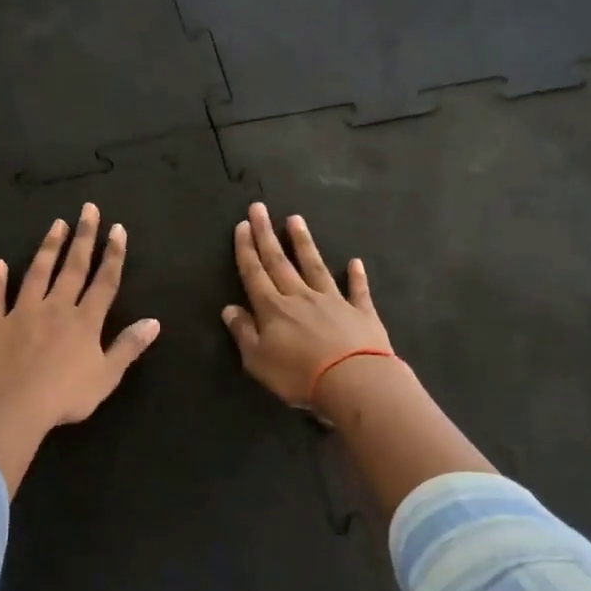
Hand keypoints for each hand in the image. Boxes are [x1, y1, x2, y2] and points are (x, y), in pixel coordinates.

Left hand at [0, 203, 160, 495]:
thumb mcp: (107, 376)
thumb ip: (128, 347)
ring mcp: (23, 312)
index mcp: (85, 321)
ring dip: (48, 248)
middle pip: (73, 267)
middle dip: (83, 237)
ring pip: (38, 273)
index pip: (104, 281)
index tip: (117, 228)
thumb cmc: (66, 395)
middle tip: (88, 209)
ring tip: (56, 224)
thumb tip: (154, 322)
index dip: (113, 254)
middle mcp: (56, 307)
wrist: (14, 405)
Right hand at [222, 202, 392, 409]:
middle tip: (259, 208)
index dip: (246, 249)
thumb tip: (229, 308)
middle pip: (279, 261)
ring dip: (303, 243)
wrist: (354, 382)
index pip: (254, 273)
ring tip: (296, 219)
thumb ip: (243, 332)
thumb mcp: (258, 360)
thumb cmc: (299, 375)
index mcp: (272, 309)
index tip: (242, 225)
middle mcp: (300, 297)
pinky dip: (356, 276)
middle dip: (266, 234)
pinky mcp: (361, 312)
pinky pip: (357, 290)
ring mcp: (333, 301)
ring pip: (314, 266)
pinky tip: (355, 262)